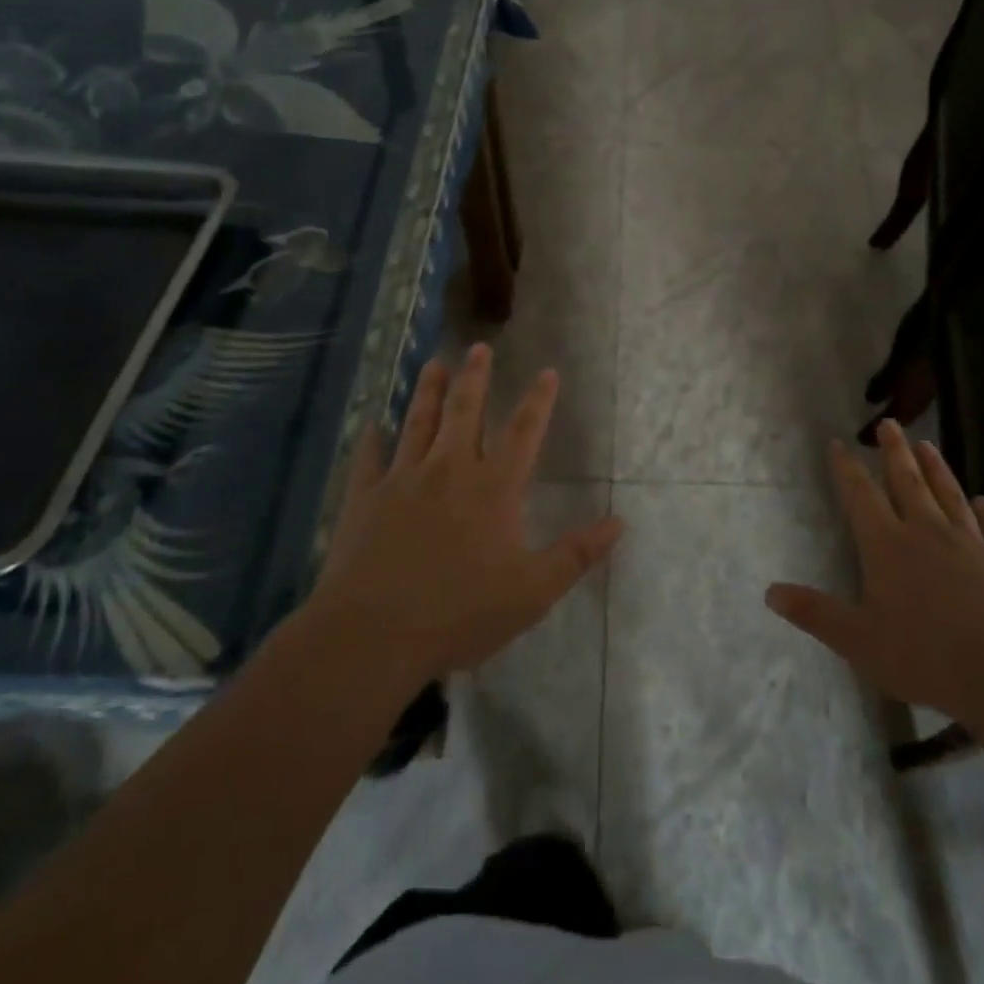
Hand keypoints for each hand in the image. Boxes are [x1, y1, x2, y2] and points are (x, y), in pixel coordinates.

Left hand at [307, 345, 622, 684]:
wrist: (372, 636)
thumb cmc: (459, 614)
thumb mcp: (532, 592)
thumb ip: (576, 554)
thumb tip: (619, 522)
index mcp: (493, 488)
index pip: (523, 432)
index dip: (538, 400)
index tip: (547, 371)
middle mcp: (449, 470)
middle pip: (465, 412)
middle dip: (475, 378)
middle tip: (479, 347)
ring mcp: (402, 480)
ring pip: (417, 422)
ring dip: (427, 391)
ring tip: (433, 363)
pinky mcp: (364, 499)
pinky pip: (369, 459)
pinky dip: (373, 439)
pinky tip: (372, 423)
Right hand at [765, 421, 983, 730]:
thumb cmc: (924, 657)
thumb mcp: (857, 641)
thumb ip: (814, 613)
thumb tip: (770, 592)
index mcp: (887, 546)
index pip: (861, 495)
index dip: (848, 468)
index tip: (839, 443)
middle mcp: (927, 532)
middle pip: (907, 481)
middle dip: (894, 451)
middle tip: (889, 424)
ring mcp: (971, 543)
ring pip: (950, 494)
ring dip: (937, 468)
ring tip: (927, 444)